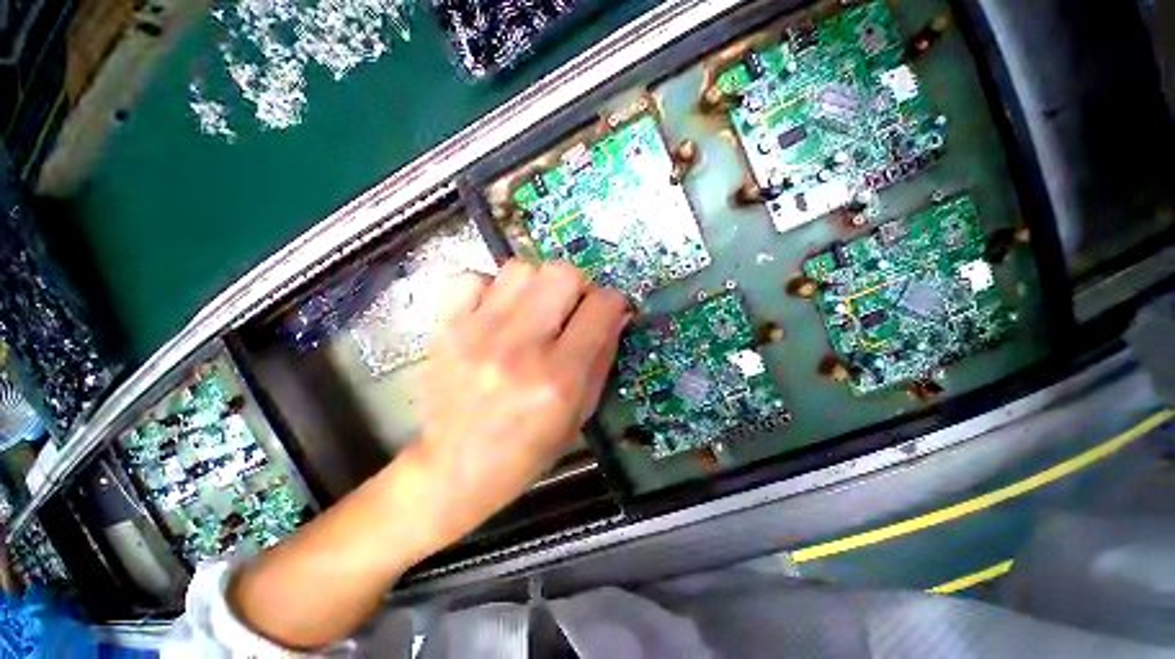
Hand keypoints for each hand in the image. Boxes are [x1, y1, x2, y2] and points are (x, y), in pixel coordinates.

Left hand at [408, 260, 629, 546]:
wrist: (455, 468)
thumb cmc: (528, 449)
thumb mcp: (581, 412)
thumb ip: (603, 356)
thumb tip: (618, 312)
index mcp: (560, 376)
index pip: (601, 306)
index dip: (612, 302)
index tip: (605, 311)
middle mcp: (521, 348)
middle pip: (562, 274)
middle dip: (576, 286)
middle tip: (568, 309)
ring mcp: (478, 334)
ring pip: (521, 268)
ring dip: (536, 284)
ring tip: (531, 310)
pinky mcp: (446, 329)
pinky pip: (473, 278)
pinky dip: (490, 289)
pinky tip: (494, 313)